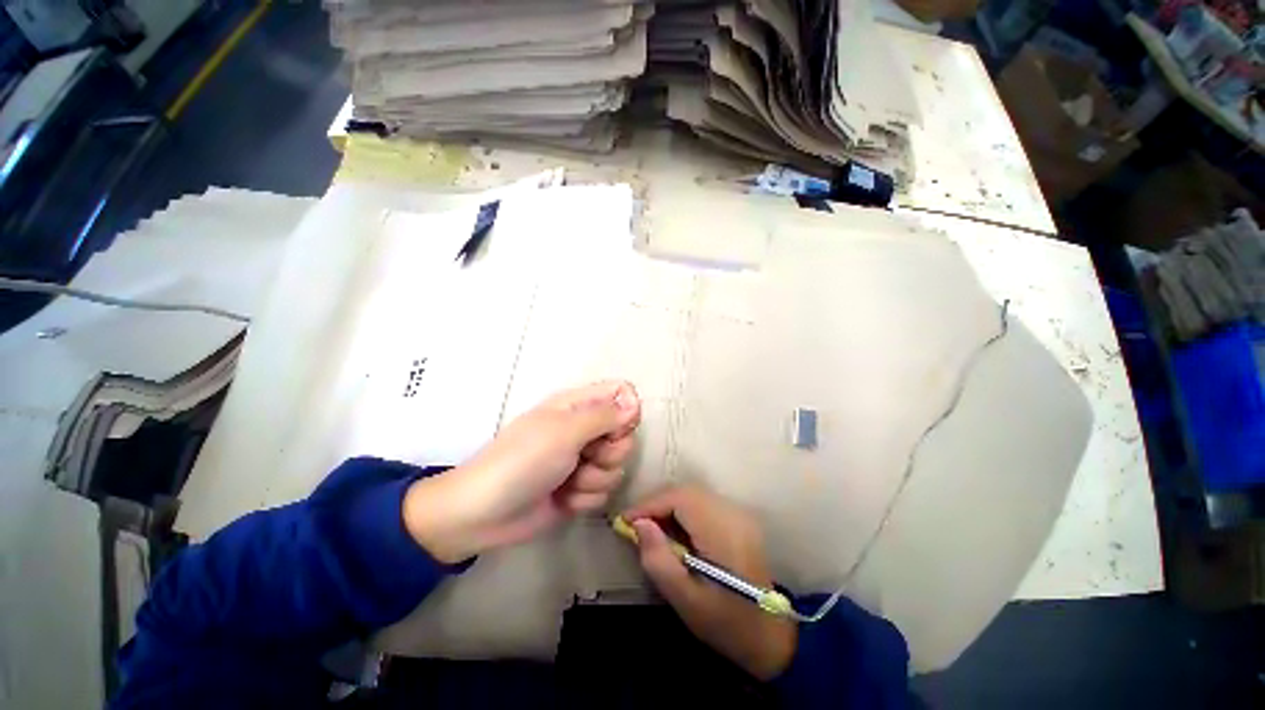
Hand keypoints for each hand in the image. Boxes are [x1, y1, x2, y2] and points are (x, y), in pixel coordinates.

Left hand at [403, 381, 640, 562]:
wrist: (484, 513)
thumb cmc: (522, 460)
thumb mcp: (564, 431)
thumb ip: (604, 416)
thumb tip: (635, 402)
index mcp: (578, 405)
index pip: (620, 394)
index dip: (627, 410)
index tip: (620, 427)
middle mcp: (584, 429)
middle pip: (624, 434)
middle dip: (610, 451)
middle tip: (586, 455)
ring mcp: (583, 460)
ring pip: (616, 466)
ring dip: (594, 479)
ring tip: (567, 481)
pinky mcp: (581, 489)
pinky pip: (603, 491)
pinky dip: (584, 498)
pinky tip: (563, 499)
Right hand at [622, 485, 796, 680]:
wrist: (772, 635)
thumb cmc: (727, 624)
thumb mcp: (686, 601)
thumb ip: (659, 560)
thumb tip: (639, 525)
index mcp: (724, 532)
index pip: (680, 499)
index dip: (650, 504)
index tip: (625, 521)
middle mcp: (733, 513)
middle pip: (686, 492)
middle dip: (656, 504)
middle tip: (635, 526)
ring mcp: (738, 513)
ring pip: (692, 495)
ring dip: (667, 506)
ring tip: (650, 529)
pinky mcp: (737, 518)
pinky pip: (701, 503)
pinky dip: (681, 511)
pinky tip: (673, 532)